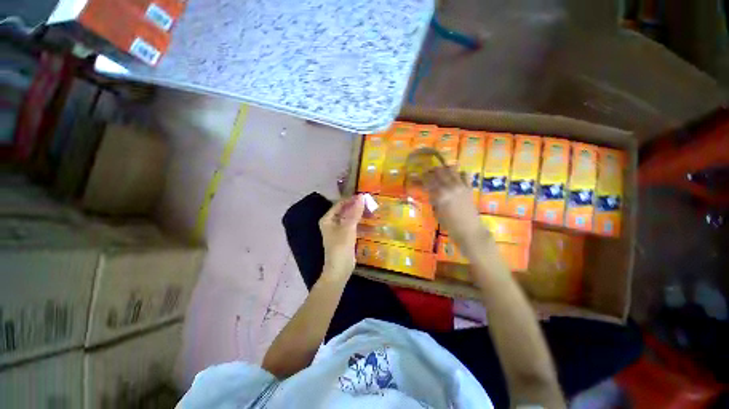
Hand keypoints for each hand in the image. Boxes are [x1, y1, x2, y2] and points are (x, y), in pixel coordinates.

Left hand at [319, 195, 364, 280]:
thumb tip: (361, 197)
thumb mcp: (348, 227)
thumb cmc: (341, 247)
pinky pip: (353, 226)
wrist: (339, 270)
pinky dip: (360, 223)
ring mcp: (338, 230)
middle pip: (345, 210)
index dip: (352, 199)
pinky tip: (369, 222)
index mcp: (328, 219)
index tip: (365, 196)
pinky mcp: (345, 237)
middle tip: (370, 204)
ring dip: (359, 215)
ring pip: (350, 218)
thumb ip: (355, 212)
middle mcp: (331, 222)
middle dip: (357, 207)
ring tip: (372, 211)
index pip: (340, 204)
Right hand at [421, 167, 492, 256]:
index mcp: (440, 195)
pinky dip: (458, 173)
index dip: (419, 178)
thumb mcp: (436, 212)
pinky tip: (454, 177)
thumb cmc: (449, 225)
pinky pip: (464, 174)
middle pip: (438, 172)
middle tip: (425, 173)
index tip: (414, 176)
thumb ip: (433, 199)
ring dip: (443, 169)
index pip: (427, 181)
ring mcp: (460, 186)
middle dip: (430, 171)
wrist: (469, 230)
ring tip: (438, 172)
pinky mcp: (468, 187)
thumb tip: (428, 191)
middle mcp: (450, 187)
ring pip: (451, 170)